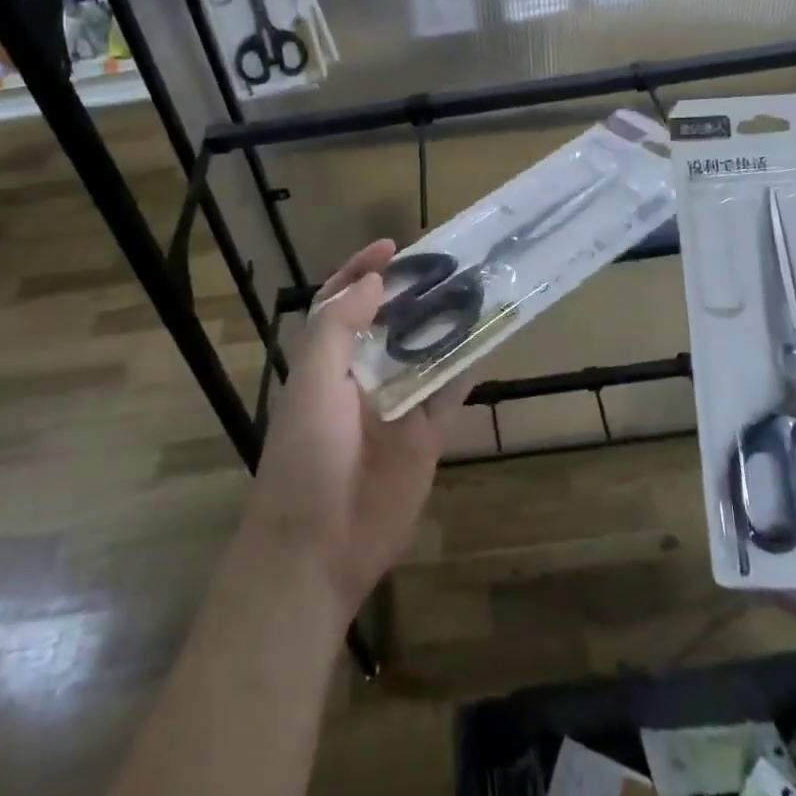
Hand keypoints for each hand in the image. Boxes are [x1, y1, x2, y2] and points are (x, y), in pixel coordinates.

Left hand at [243, 240, 461, 613]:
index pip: (343, 302)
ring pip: (425, 351)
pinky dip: (468, 365)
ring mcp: (396, 404)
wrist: (318, 548)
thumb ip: (339, 326)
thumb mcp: (313, 381)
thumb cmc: (306, 455)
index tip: (393, 247)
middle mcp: (362, 375)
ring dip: (446, 322)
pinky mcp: (426, 434)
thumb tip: (375, 281)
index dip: (362, 270)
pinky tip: (489, 337)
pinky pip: (451, 390)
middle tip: (449, 263)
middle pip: (390, 322)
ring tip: (476, 287)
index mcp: (326, 360)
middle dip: (414, 292)